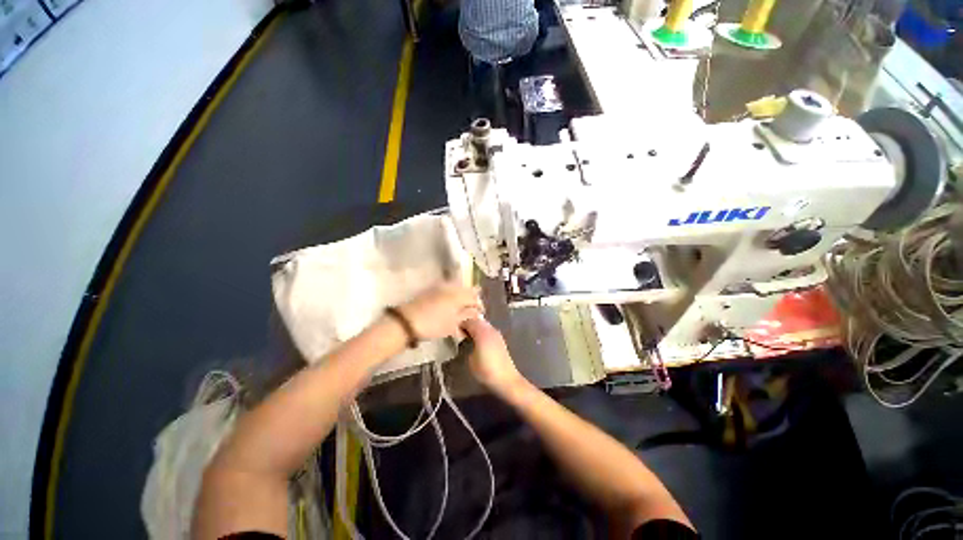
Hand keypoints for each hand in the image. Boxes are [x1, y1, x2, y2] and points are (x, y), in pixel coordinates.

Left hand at [398, 281, 482, 340]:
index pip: (475, 297)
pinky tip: (451, 306)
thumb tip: (477, 312)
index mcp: (459, 295)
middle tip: (472, 312)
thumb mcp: (453, 324)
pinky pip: (448, 290)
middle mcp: (451, 287)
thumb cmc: (433, 324)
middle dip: (472, 300)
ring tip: (462, 310)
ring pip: (457, 289)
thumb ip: (467, 316)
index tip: (480, 315)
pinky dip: (453, 297)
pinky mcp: (432, 290)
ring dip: (462, 298)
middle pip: (467, 290)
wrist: (406, 321)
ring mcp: (440, 287)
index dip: (479, 306)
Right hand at [461, 318, 524, 392]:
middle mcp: (490, 329)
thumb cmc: (486, 370)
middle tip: (460, 330)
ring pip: (484, 325)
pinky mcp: (500, 340)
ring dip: (476, 327)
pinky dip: (482, 331)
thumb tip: (468, 341)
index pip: (469, 321)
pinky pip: (488, 330)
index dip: (461, 324)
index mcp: (481, 332)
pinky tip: (478, 340)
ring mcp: (496, 334)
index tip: (454, 329)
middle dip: (469, 323)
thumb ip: (468, 346)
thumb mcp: (471, 360)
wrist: (506, 379)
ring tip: (468, 335)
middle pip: (477, 321)